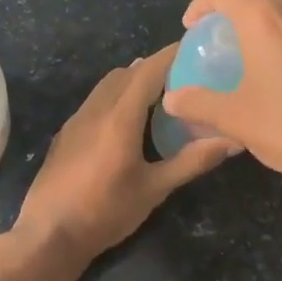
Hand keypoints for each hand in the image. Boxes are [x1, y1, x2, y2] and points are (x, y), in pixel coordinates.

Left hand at [13, 45, 236, 262]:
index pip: (148, 71)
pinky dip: (116, 95)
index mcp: (119, 117)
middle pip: (127, 73)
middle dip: (155, 67)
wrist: (48, 234)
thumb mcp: (154, 189)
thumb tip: (232, 141)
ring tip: (162, 92)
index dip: (171, 55)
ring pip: (107, 85)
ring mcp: (76, 120)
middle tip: (186, 73)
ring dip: (133, 80)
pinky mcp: (66, 133)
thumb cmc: (105, 212)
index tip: (195, 46)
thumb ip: (192, 161)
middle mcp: (96, 109)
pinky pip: (95, 100)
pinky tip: (129, 118)